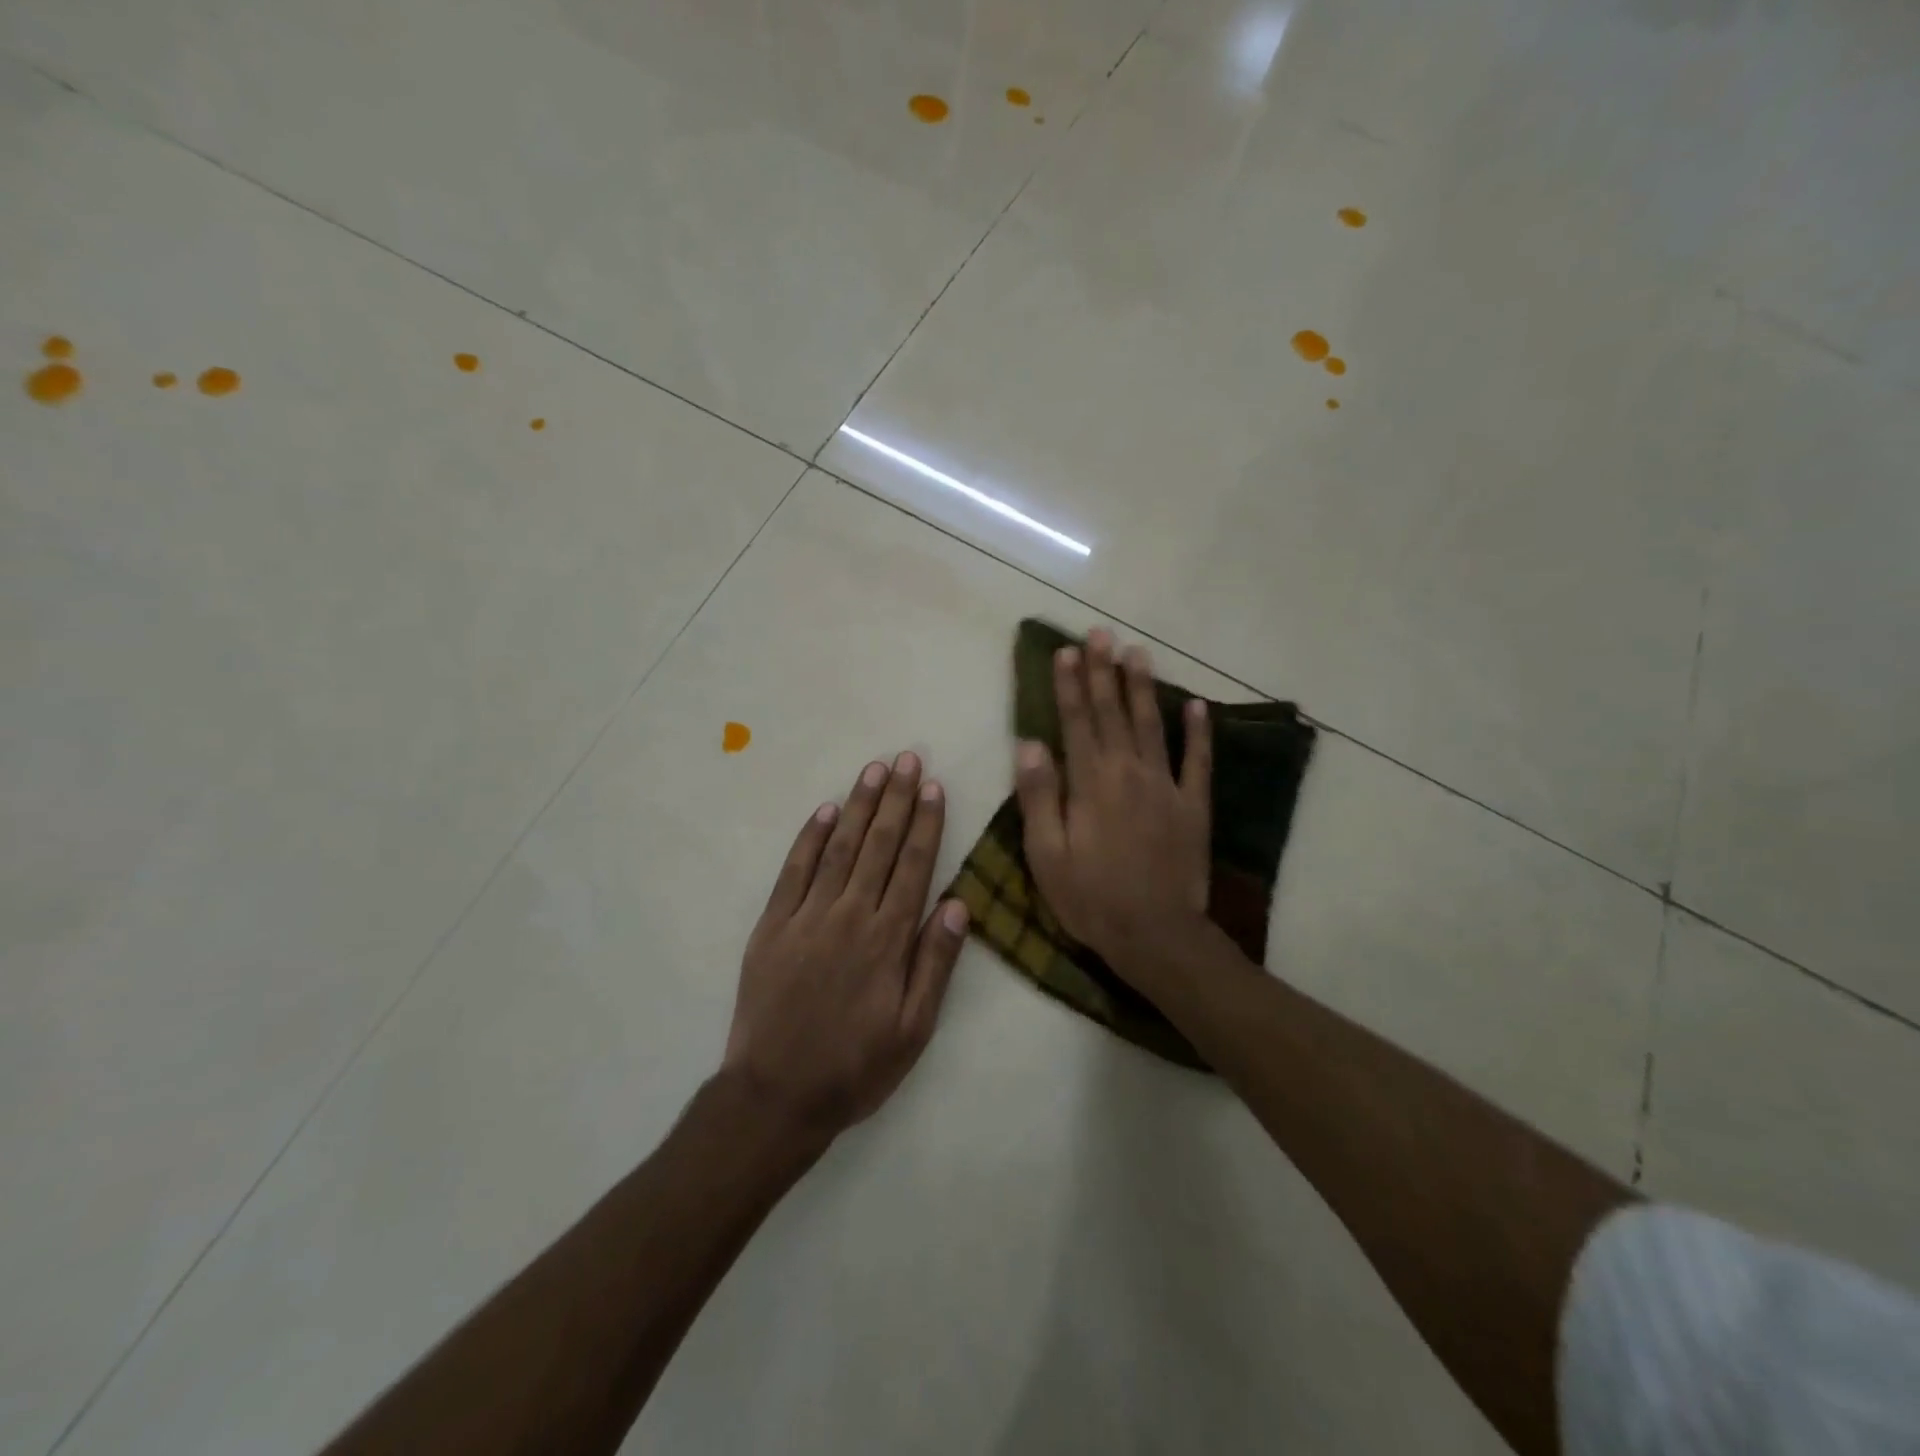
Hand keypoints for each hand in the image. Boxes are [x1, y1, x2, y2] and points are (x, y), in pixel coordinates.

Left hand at [723, 752, 969, 1138]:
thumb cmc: (855, 1067)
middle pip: (878, 845)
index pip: (912, 866)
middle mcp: (849, 915)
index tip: (933, 787)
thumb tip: (957, 904)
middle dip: (896, 799)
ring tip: (874, 770)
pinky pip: (794, 871)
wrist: (776, 1095)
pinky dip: (810, 838)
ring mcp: (807, 916)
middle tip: (907, 758)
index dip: (925, 823)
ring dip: (858, 806)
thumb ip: (935, 964)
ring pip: (839, 847)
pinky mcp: (772, 925)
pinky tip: (825, 812)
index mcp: (887, 939)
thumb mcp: (913, 1030)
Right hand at [1015, 630, 1212, 985]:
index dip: (1070, 685)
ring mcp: (1166, 786)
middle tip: (1101, 633)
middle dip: (1104, 671)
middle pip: (1113, 713)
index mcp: (1091, 783)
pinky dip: (1198, 732)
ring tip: (1138, 652)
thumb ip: (1039, 797)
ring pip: (1152, 725)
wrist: (1156, 934)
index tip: (1066, 651)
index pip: (1076, 722)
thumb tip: (1029, 744)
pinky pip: (1198, 761)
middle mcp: (1129, 772)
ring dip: (1143, 687)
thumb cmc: (1091, 898)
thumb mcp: (1047, 855)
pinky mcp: (1194, 806)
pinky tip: (1196, 705)